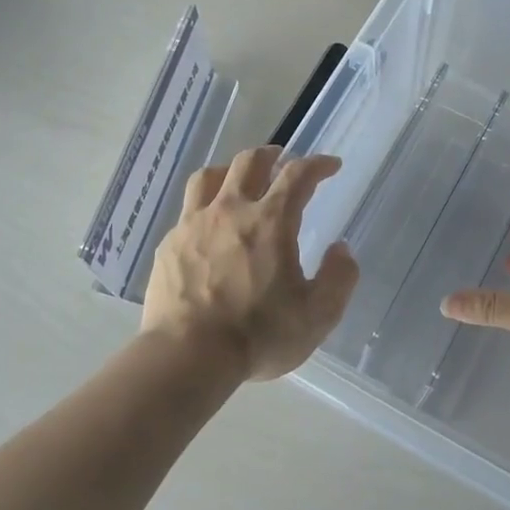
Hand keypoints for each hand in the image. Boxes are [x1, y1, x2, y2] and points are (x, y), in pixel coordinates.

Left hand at [142, 147, 359, 381]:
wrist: (188, 355)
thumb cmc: (258, 335)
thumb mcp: (317, 315)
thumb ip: (338, 278)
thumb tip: (340, 249)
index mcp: (270, 221)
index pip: (298, 175)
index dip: (318, 164)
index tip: (330, 165)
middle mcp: (230, 210)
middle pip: (249, 162)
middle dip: (271, 155)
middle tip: (281, 160)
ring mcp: (193, 224)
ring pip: (209, 177)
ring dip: (229, 171)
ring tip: (237, 180)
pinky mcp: (169, 244)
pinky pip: (187, 211)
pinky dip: (204, 208)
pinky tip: (207, 228)